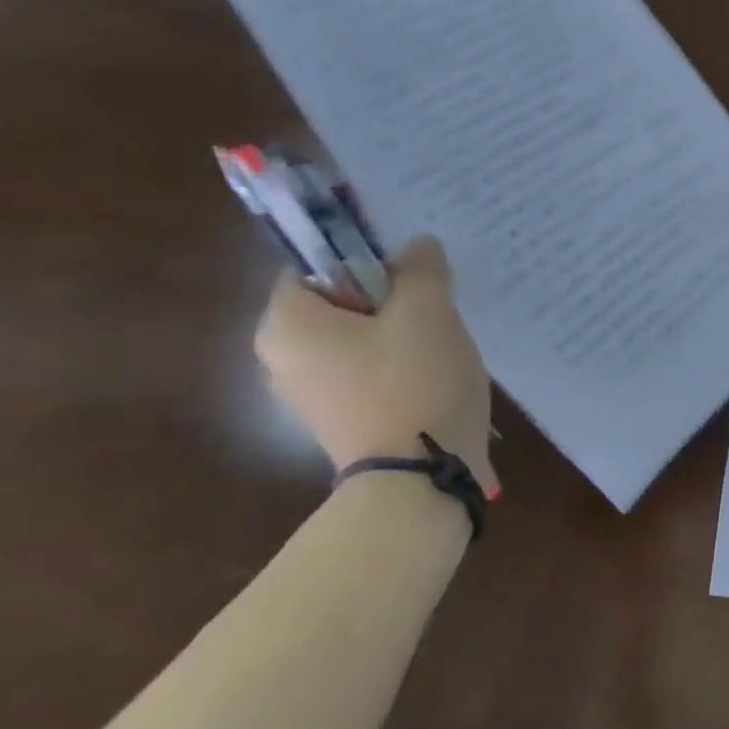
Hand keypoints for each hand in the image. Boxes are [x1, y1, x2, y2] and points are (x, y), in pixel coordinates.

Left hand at [255, 237, 498, 493]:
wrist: (420, 481)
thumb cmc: (414, 384)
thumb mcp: (428, 311)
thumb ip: (421, 269)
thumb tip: (417, 247)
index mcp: (287, 324)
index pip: (315, 265)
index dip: (367, 259)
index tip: (414, 275)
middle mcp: (283, 359)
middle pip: (341, 304)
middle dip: (393, 301)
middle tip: (437, 310)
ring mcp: (311, 397)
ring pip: (360, 341)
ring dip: (403, 335)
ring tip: (445, 347)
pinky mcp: (342, 423)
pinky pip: (369, 375)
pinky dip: (401, 369)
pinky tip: (437, 380)